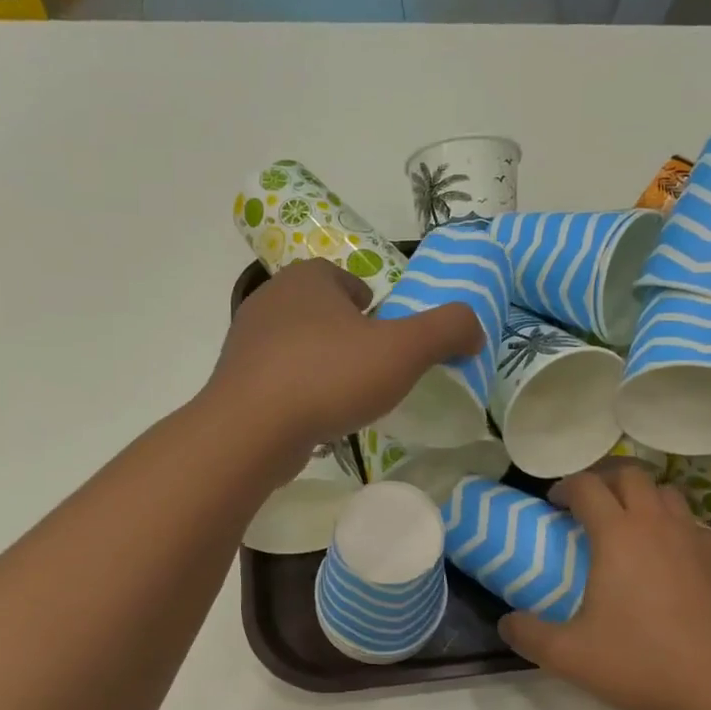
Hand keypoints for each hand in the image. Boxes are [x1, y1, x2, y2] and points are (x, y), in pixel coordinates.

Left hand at [208, 259, 483, 462]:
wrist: (251, 430)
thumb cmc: (329, 376)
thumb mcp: (403, 350)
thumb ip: (446, 330)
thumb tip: (474, 327)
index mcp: (307, 279)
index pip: (345, 279)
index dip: (371, 305)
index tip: (386, 336)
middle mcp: (271, 301)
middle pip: (322, 312)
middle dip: (347, 335)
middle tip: (373, 369)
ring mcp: (246, 343)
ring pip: (298, 346)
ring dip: (322, 364)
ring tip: (346, 397)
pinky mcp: (236, 382)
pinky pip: (278, 380)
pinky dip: (299, 393)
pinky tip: (314, 418)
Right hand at [498, 462, 710, 709]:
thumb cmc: (641, 661)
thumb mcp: (569, 655)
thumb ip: (529, 635)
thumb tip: (505, 623)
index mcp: (618, 534)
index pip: (587, 486)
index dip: (566, 487)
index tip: (555, 504)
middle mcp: (657, 523)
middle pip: (630, 475)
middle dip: (604, 479)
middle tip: (590, 504)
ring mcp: (695, 538)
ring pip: (667, 493)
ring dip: (642, 497)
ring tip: (630, 524)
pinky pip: (693, 524)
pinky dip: (674, 526)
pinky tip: (669, 558)